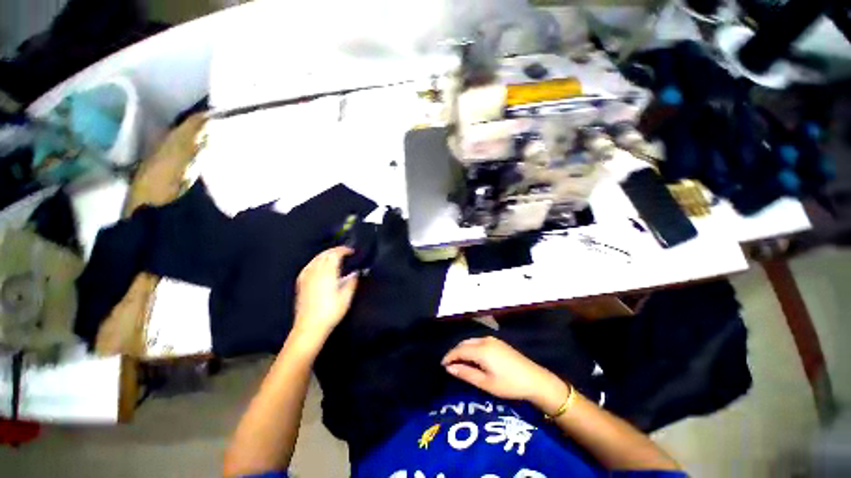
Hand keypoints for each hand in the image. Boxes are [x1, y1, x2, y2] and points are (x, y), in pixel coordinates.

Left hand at [292, 247, 358, 345]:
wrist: (309, 326)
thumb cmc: (331, 312)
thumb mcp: (346, 297)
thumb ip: (351, 282)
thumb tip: (355, 272)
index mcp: (327, 273)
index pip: (335, 255)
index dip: (343, 250)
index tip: (352, 251)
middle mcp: (315, 272)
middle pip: (324, 254)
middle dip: (335, 250)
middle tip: (345, 251)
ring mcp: (306, 276)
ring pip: (316, 259)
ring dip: (326, 254)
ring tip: (334, 256)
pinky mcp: (301, 283)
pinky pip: (309, 265)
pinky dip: (316, 261)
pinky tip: (319, 264)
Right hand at [442, 336, 566, 408]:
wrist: (535, 379)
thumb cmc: (509, 384)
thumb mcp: (486, 383)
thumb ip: (466, 373)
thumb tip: (449, 368)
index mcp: (481, 350)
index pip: (459, 350)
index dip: (449, 356)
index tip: (442, 365)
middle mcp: (485, 340)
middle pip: (464, 343)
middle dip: (455, 352)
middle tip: (449, 365)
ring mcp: (492, 340)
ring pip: (471, 341)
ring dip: (463, 349)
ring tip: (459, 362)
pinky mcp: (498, 342)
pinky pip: (479, 342)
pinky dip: (472, 348)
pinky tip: (473, 357)